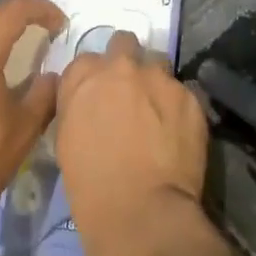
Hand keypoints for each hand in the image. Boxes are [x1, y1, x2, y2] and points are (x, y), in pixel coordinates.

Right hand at [54, 32, 209, 255]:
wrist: (141, 213)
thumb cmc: (91, 186)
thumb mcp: (65, 140)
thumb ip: (77, 106)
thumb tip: (88, 100)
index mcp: (84, 78)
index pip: (86, 61)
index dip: (93, 78)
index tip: (98, 96)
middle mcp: (121, 67)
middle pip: (124, 43)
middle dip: (126, 61)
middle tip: (129, 91)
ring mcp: (160, 79)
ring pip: (158, 63)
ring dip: (155, 80)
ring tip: (158, 110)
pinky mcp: (190, 97)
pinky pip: (184, 91)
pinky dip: (178, 106)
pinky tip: (177, 132)